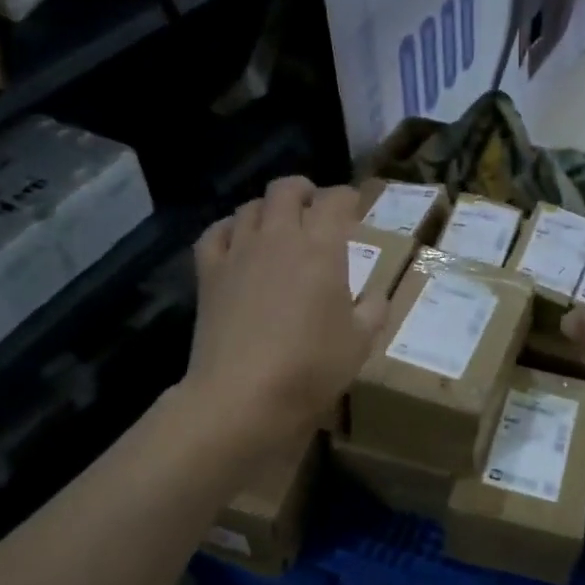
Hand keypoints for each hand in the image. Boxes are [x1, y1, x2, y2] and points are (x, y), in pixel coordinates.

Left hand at [185, 177, 387, 449]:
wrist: (243, 395)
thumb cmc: (311, 367)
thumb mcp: (360, 343)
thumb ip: (373, 311)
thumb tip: (375, 296)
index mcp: (322, 248)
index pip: (335, 201)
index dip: (347, 198)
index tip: (354, 207)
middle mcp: (279, 237)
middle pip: (287, 189)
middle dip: (305, 191)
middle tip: (315, 208)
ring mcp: (239, 252)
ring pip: (250, 207)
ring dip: (268, 209)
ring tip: (278, 226)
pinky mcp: (209, 273)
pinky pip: (215, 233)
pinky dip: (229, 228)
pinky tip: (237, 241)